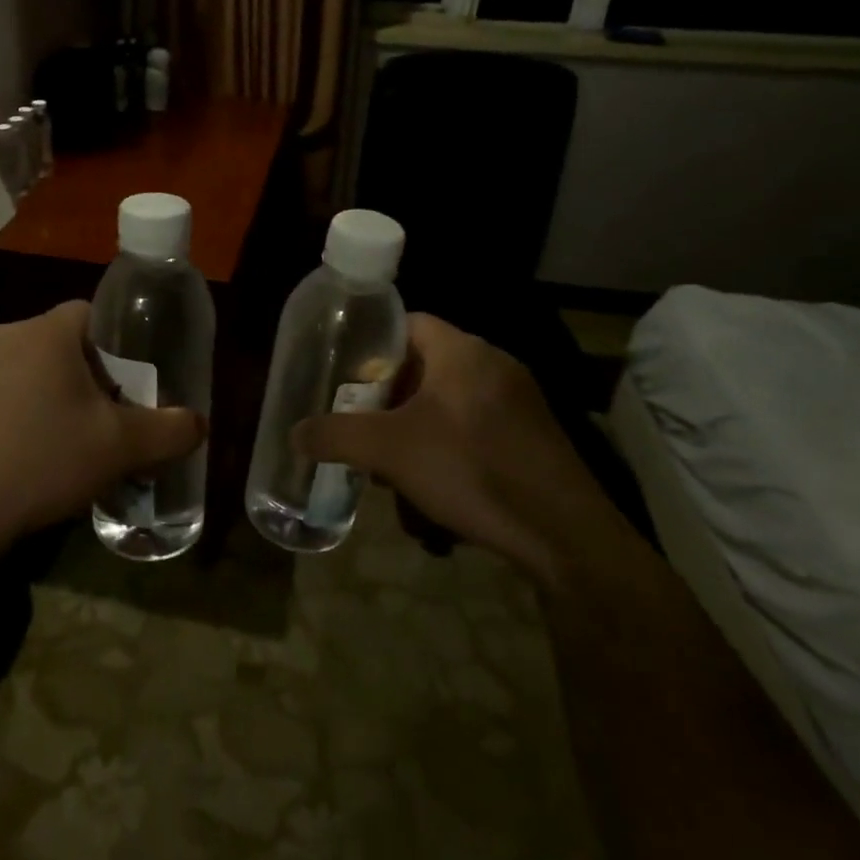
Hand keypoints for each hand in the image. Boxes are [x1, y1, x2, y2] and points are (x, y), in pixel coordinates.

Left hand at [0, 302, 204, 561]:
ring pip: (25, 370)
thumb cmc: (42, 462)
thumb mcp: (120, 449)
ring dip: (48, 397)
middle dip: (85, 378)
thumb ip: (169, 430)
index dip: (117, 348)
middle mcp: (1, 335)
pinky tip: (20, 458)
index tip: (126, 388)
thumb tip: (198, 423)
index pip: (91, 314)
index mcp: (44, 332)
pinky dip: (13, 415)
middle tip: (100, 422)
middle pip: (59, 344)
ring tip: (61, 446)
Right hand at [292, 314, 609, 585]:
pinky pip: (476, 426)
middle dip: (390, 399)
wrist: (566, 536)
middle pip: (425, 366)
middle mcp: (494, 365)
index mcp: (462, 351)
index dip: (372, 345)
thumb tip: (294, 434)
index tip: (347, 377)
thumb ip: (335, 436)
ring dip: (417, 428)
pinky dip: (449, 446)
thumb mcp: (389, 451)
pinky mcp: (534, 436)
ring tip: (395, 466)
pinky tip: (437, 488)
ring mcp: (520, 401)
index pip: (407, 323)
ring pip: (449, 402)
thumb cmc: (471, 471)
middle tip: (365, 426)